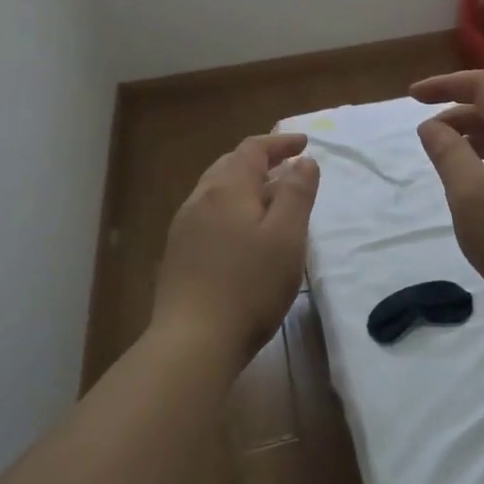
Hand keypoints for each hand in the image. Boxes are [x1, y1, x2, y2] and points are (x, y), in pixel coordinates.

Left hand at [152, 133, 320, 369]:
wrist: (192, 341)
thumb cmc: (249, 286)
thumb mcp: (287, 237)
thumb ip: (297, 194)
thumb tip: (303, 161)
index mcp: (227, 189)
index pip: (253, 149)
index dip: (280, 142)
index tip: (305, 143)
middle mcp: (200, 200)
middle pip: (230, 166)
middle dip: (261, 161)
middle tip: (288, 168)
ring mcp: (183, 228)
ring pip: (216, 191)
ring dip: (245, 186)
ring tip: (269, 199)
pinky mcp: (178, 255)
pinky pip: (208, 215)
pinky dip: (231, 209)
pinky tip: (242, 234)